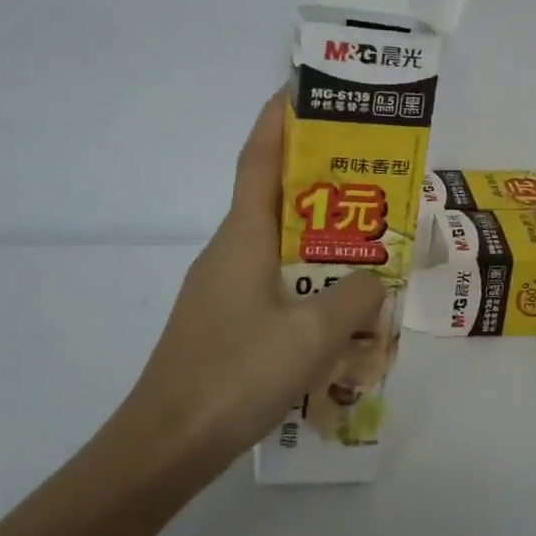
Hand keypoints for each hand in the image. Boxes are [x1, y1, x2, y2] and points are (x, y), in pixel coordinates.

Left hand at [117, 93, 386, 468]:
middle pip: (274, 199)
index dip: (278, 120)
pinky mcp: (223, 324)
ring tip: (365, 245)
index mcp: (242, 235)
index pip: (259, 158)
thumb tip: (370, 278)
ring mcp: (221, 289)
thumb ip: (354, 296)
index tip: (299, 89)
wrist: (165, 446)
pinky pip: (272, 286)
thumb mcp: (313, 334)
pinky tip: (336, 315)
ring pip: (276, 248)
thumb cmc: (236, 373)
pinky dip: (305, 283)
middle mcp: (228, 251)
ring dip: (316, 239)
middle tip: (366, 174)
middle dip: (316, 180)